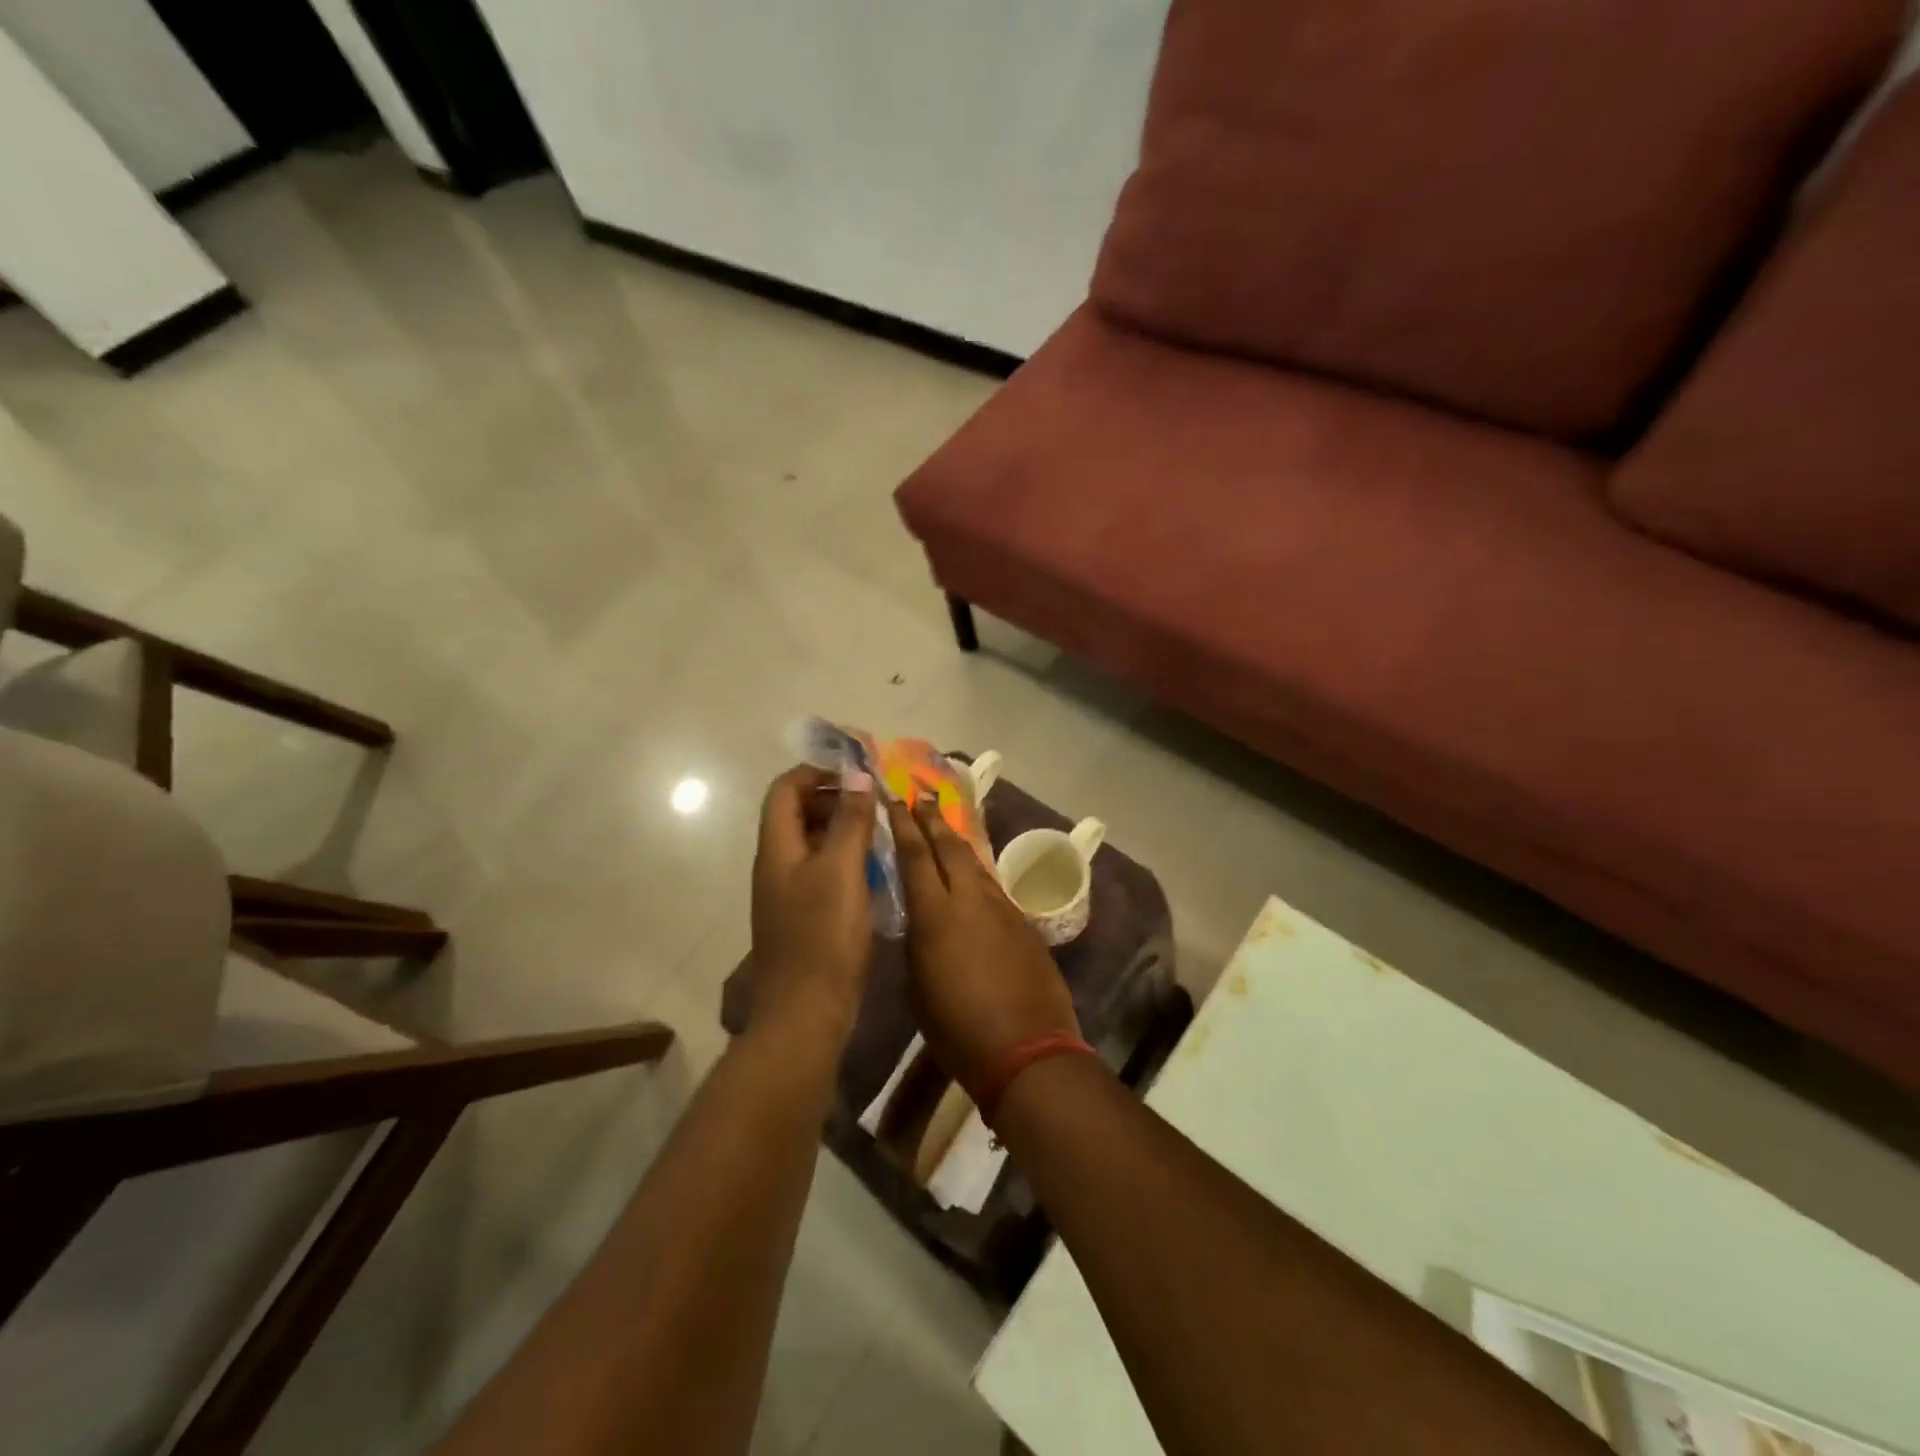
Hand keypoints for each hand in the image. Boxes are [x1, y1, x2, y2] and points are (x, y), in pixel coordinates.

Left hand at [749, 764, 877, 1044]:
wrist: (806, 1013)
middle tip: (874, 803)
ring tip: (879, 833)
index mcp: (777, 847)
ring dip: (842, 829)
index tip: (857, 775)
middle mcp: (776, 864)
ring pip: (811, 842)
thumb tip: (856, 775)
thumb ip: (849, 820)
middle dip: (834, 798)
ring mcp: (786, 892)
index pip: (786, 788)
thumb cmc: (824, 936)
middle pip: (796, 812)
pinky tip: (873, 871)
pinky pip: (820, 871)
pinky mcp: (802, 915)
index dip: (817, 772)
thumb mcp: (842, 870)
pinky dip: (844, 859)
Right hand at [888, 795, 1079, 1093]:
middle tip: (922, 796)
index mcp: (935, 914)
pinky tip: (973, 874)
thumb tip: (921, 921)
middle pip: (949, 846)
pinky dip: (978, 872)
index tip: (895, 800)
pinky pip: (994, 886)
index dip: (904, 825)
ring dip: (957, 841)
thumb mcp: (917, 986)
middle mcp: (970, 899)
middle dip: (933, 819)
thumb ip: (917, 942)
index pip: (915, 856)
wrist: (1027, 1048)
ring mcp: (1001, 908)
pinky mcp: (1023, 923)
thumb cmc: (957, 1028)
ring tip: (945, 826)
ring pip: (975, 863)